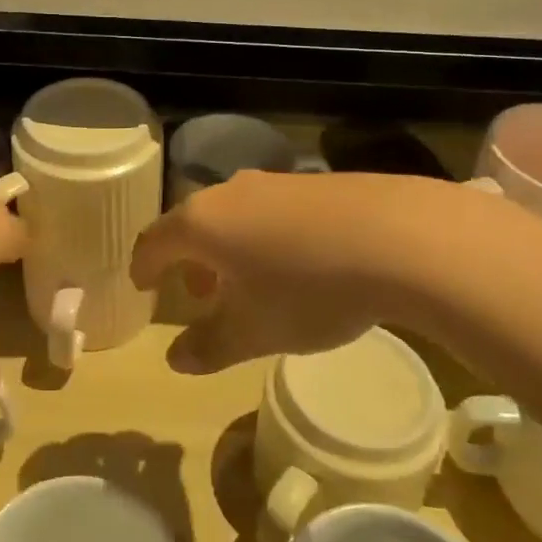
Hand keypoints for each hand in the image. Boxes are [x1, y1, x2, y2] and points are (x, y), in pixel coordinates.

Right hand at [131, 170, 453, 372]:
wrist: (398, 237)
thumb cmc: (308, 289)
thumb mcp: (254, 332)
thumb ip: (209, 346)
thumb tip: (176, 359)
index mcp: (201, 223)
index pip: (153, 241)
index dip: (143, 267)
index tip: (142, 286)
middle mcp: (229, 192)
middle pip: (192, 224)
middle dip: (189, 261)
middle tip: (200, 296)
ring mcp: (273, 182)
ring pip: (232, 216)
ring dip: (227, 250)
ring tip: (248, 285)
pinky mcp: (312, 182)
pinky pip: (268, 210)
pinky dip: (262, 237)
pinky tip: (295, 264)